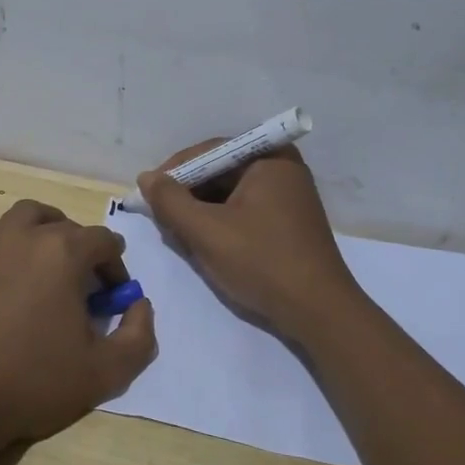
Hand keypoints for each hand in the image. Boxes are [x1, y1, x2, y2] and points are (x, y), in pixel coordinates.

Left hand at [0, 199, 156, 451]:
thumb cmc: (32, 383)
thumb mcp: (105, 372)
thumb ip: (139, 336)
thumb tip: (139, 305)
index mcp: (65, 252)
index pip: (104, 242)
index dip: (115, 269)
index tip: (110, 300)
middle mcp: (26, 234)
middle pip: (65, 225)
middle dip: (80, 250)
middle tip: (78, 288)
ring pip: (23, 216)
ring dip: (41, 231)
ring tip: (41, 264)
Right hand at [136, 143, 363, 341]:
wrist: (319, 312)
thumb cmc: (261, 262)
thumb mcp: (206, 231)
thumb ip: (170, 201)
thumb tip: (146, 177)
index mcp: (269, 158)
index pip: (209, 151)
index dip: (174, 171)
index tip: (148, 194)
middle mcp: (282, 168)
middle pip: (220, 171)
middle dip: (188, 193)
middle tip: (161, 217)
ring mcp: (289, 196)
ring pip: (230, 193)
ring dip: (202, 210)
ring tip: (179, 233)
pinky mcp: (288, 221)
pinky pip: (245, 210)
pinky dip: (221, 222)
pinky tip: (205, 243)